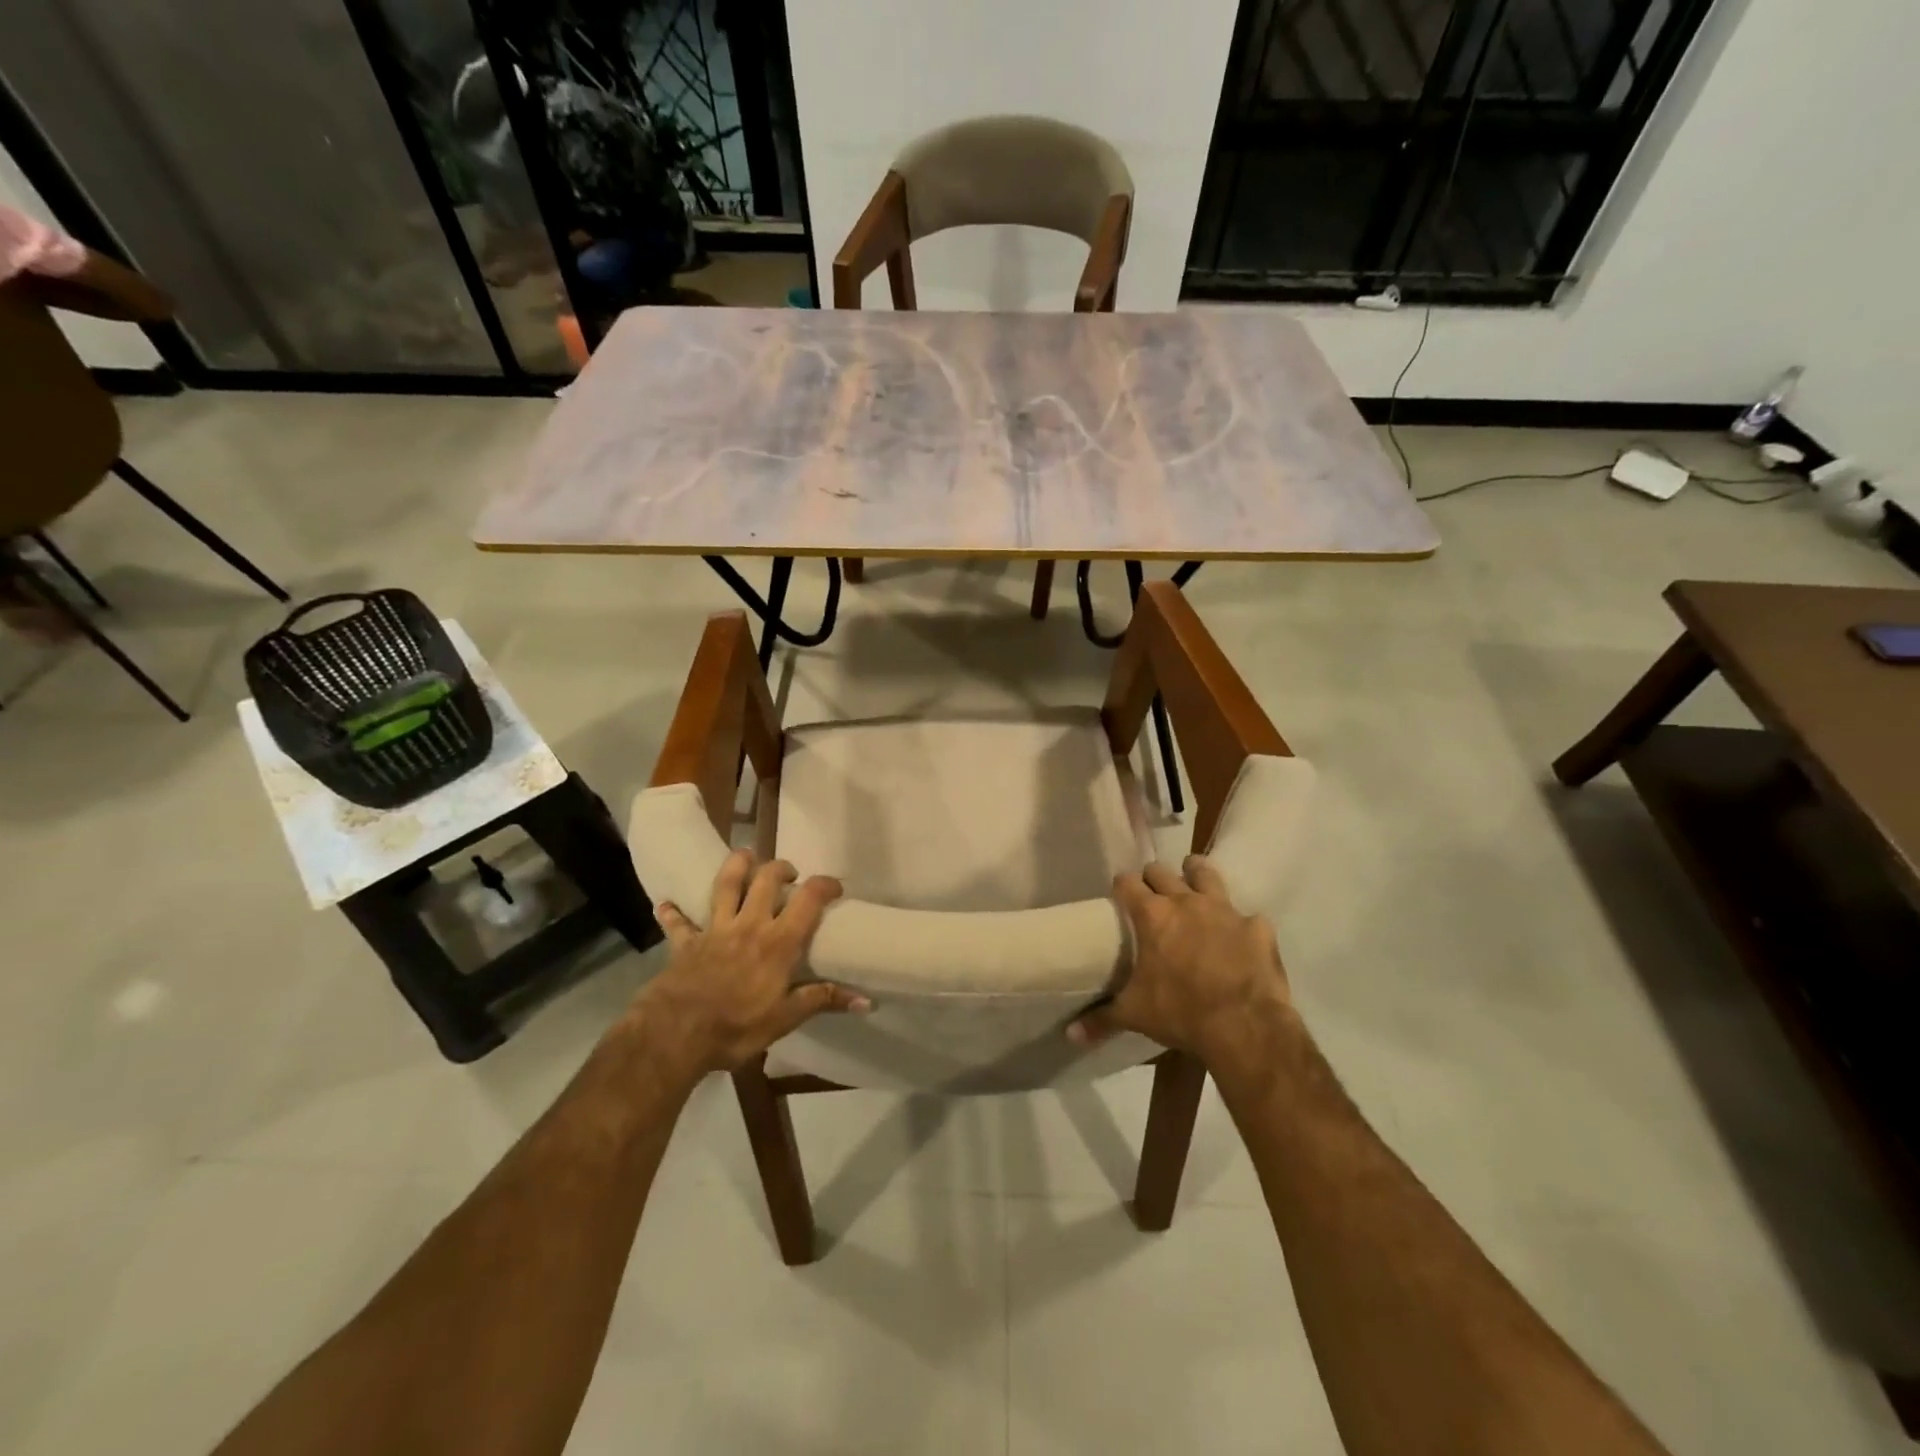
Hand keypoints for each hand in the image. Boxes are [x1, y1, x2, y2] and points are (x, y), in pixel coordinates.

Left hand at [642, 850, 867, 1073]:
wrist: (675, 1035)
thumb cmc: (736, 1027)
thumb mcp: (785, 1019)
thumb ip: (823, 1000)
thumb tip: (866, 1001)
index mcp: (778, 942)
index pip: (808, 899)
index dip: (825, 885)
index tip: (835, 887)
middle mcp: (748, 925)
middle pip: (766, 879)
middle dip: (781, 868)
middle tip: (789, 874)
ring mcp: (714, 930)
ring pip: (725, 884)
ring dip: (736, 865)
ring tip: (746, 858)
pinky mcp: (686, 943)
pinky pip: (679, 923)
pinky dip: (673, 913)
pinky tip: (666, 906)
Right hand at [1070, 856, 1291, 1064]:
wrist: (1244, 1026)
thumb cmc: (1180, 1012)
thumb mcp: (1134, 1015)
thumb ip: (1101, 1018)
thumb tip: (1070, 1033)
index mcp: (1152, 915)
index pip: (1127, 882)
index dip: (1122, 887)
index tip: (1120, 896)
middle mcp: (1186, 901)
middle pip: (1162, 871)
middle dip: (1154, 878)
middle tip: (1152, 896)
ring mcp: (1224, 910)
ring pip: (1206, 874)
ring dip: (1197, 875)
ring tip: (1193, 883)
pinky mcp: (1257, 927)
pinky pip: (1248, 917)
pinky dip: (1241, 925)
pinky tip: (1239, 939)